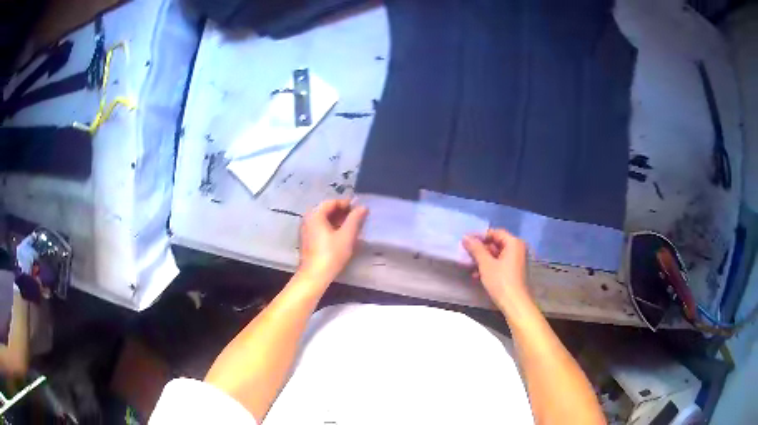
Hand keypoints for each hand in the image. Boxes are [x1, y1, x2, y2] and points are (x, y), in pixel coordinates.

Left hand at [298, 199, 367, 282]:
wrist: (314, 276)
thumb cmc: (331, 254)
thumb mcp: (347, 235)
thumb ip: (355, 219)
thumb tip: (363, 207)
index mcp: (315, 214)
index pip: (332, 202)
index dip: (347, 203)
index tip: (359, 209)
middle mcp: (307, 219)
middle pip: (327, 210)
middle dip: (343, 212)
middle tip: (358, 218)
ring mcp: (306, 230)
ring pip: (323, 220)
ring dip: (338, 220)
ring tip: (352, 227)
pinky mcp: (307, 240)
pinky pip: (320, 228)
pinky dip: (331, 228)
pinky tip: (342, 236)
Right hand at [463, 229, 530, 308]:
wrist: (514, 304)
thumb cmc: (501, 281)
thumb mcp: (486, 264)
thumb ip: (476, 249)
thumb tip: (465, 237)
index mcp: (513, 243)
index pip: (495, 232)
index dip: (480, 236)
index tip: (466, 241)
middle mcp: (517, 249)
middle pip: (496, 243)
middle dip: (480, 249)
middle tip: (466, 254)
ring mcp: (516, 261)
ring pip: (496, 255)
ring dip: (482, 260)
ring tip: (469, 266)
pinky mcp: (513, 272)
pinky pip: (499, 264)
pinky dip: (488, 267)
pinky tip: (477, 276)